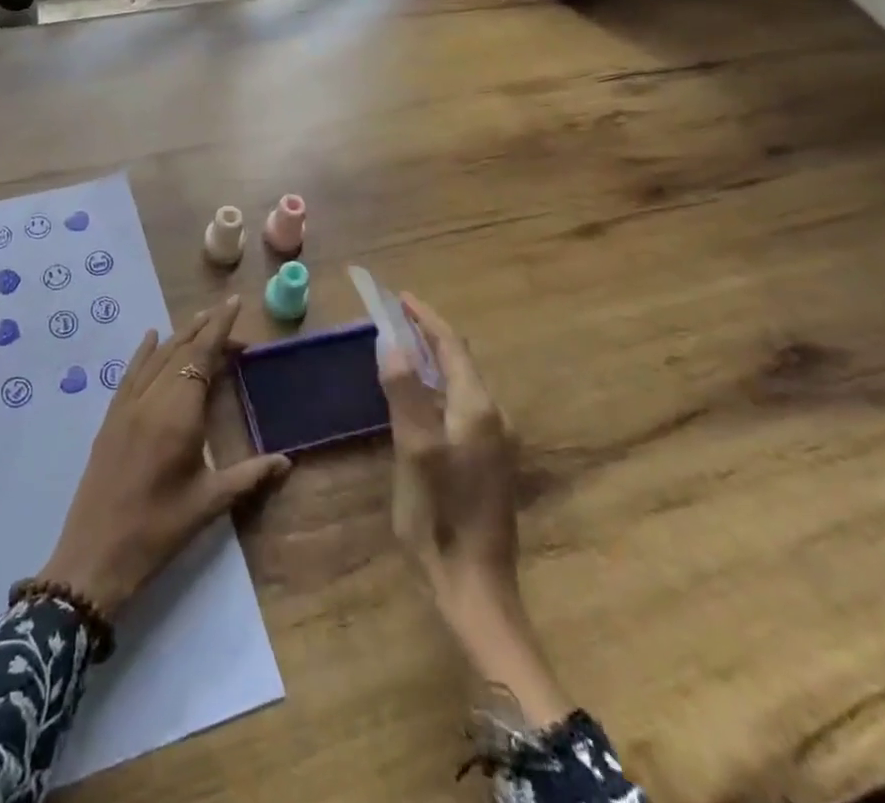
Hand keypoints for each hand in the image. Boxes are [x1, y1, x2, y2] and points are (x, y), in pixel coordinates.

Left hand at [38, 295, 290, 616]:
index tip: (234, 304)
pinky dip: (144, 352)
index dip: (220, 328)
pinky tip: (151, 338)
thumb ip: (249, 476)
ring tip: (200, 321)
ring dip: (179, 336)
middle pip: (181, 351)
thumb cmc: (158, 530)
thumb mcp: (209, 503)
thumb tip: (287, 461)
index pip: (202, 356)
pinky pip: (130, 373)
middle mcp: (152, 399)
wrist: (95, 555)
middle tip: (228, 315)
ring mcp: (127, 406)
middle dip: (205, 329)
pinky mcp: (111, 417)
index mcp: (179, 414)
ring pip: (157, 357)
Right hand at [380, 293, 570, 725]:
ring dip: (431, 359)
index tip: (398, 296)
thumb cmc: (440, 516)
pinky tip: (417, 397)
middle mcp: (492, 416)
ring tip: (400, 347)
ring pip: (460, 382)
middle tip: (392, 318)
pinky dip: (436, 385)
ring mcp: (493, 440)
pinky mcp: (487, 461)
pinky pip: (460, 404)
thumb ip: (404, 392)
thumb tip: (391, 341)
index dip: (425, 317)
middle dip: (427, 334)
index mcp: (477, 407)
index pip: (451, 345)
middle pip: (459, 360)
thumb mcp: (414, 450)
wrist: (476, 587)